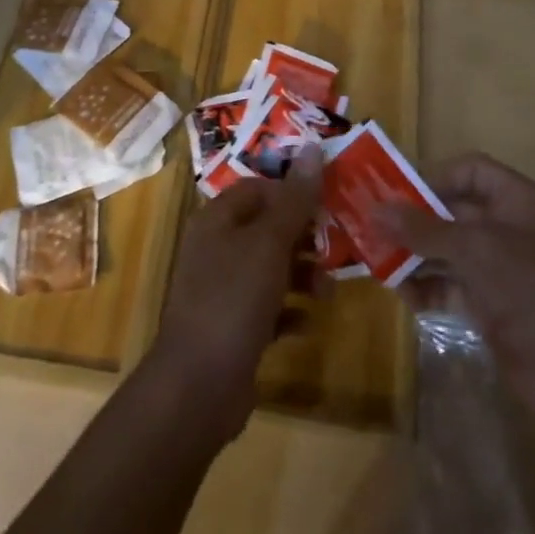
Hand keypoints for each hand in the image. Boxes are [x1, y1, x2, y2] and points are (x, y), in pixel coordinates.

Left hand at [148, 147, 322, 443]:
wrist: (197, 386)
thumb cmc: (233, 300)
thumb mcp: (269, 244)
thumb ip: (294, 200)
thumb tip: (312, 147)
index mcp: (217, 220)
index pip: (257, 189)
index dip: (291, 192)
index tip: (326, 203)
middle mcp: (216, 249)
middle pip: (266, 228)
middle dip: (302, 237)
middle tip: (336, 245)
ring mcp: (222, 290)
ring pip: (270, 269)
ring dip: (302, 275)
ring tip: (328, 290)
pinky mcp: (232, 328)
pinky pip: (268, 308)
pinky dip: (289, 311)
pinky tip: (308, 322)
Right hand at [383, 153, 534, 418]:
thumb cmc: (529, 288)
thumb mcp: (472, 249)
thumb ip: (421, 229)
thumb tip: (373, 210)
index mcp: (515, 200)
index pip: (470, 170)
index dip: (434, 176)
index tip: (397, 192)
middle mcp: (507, 228)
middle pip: (452, 211)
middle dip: (413, 220)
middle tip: (372, 225)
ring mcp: (499, 268)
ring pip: (446, 250)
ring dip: (414, 255)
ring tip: (377, 261)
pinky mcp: (491, 304)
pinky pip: (450, 285)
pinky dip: (427, 287)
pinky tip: (404, 294)